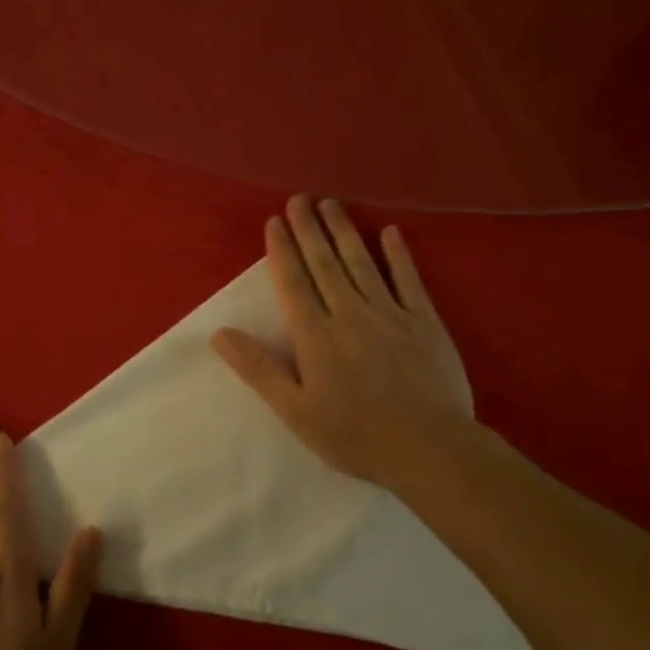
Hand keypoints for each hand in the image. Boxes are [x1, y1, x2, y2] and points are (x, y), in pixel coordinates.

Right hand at [213, 197, 479, 492]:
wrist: (430, 449)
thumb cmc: (355, 435)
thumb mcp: (295, 411)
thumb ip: (258, 368)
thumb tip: (219, 333)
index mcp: (316, 335)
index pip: (293, 282)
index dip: (282, 250)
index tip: (275, 221)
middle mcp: (349, 313)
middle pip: (324, 263)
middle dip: (309, 229)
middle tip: (300, 199)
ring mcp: (390, 314)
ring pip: (361, 263)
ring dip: (344, 231)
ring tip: (331, 204)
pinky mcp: (425, 322)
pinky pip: (409, 280)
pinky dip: (399, 255)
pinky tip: (391, 232)